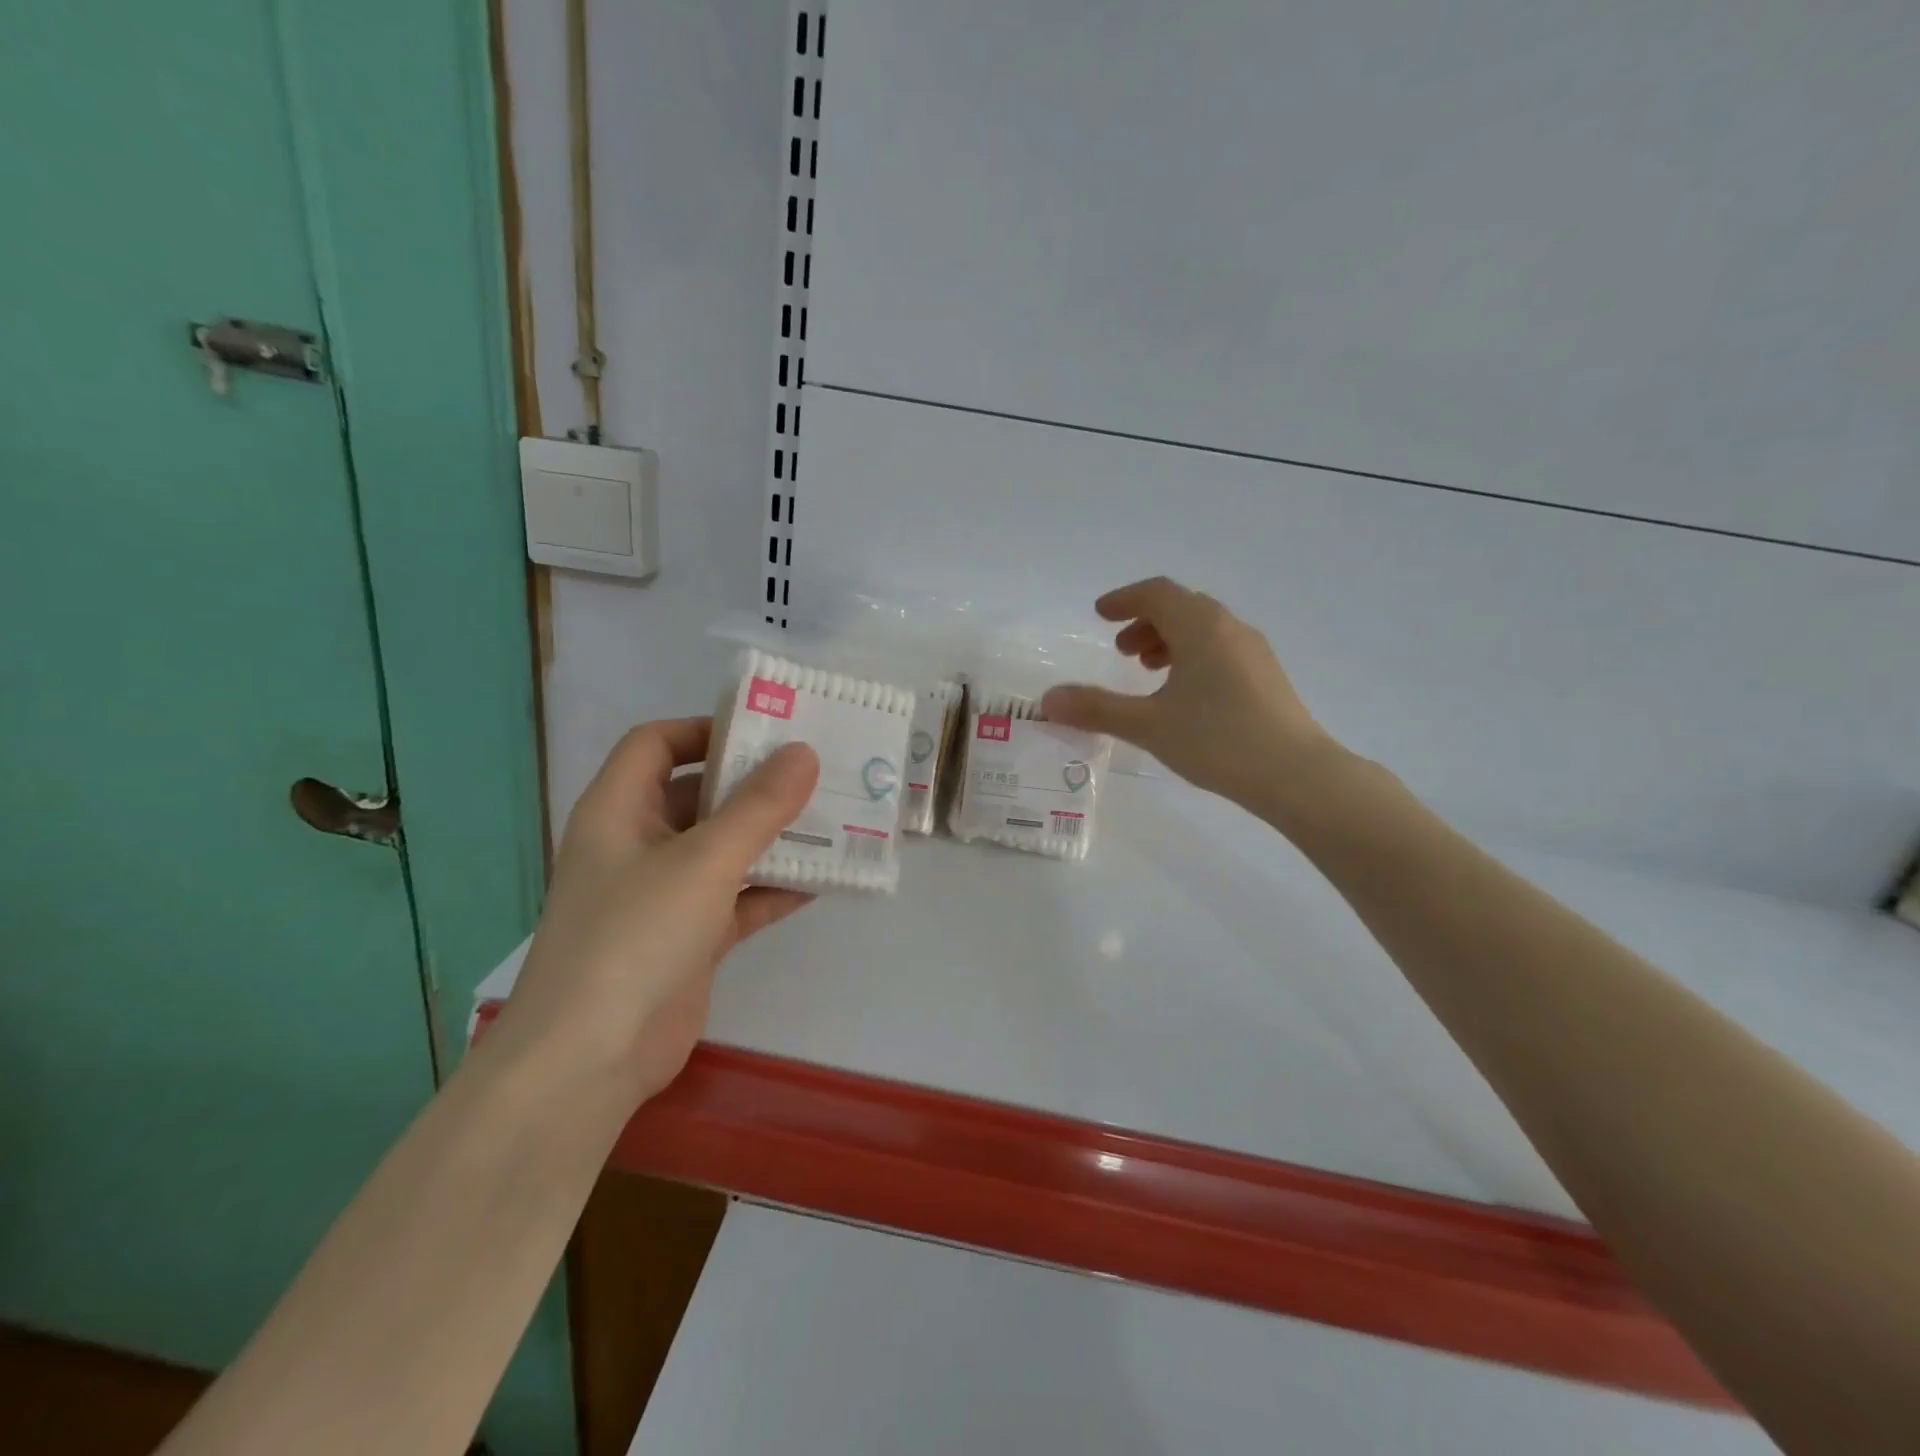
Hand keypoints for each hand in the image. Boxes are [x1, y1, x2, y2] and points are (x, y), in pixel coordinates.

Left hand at [491, 717, 819, 1102]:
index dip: (705, 729)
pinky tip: (820, 882)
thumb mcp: (704, 860)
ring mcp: (663, 895)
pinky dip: (772, 890)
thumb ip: (759, 806)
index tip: (765, 732)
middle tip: (816, 772)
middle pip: (699, 795)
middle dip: (754, 784)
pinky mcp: (688, 938)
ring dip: (771, 837)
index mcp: (620, 810)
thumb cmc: (635, 936)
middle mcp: (638, 844)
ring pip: (723, 849)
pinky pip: (737, 899)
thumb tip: (804, 753)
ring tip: (832, 820)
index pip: (656, 744)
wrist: (590, 1059)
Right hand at [1041, 577, 1333, 811]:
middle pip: (1182, 608)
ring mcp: (1254, 651)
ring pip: (1204, 629)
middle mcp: (1230, 628)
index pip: (1157, 593)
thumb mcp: (1148, 725)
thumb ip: (1096, 709)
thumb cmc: (1217, 740)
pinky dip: (1193, 656)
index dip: (1124, 599)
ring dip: (1170, 640)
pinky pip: (1221, 649)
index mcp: (1200, 627)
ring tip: (1148, 671)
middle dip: (1146, 622)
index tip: (1100, 614)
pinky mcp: (1266, 677)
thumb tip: (1048, 700)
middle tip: (1121, 651)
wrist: (1296, 774)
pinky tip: (1185, 694)